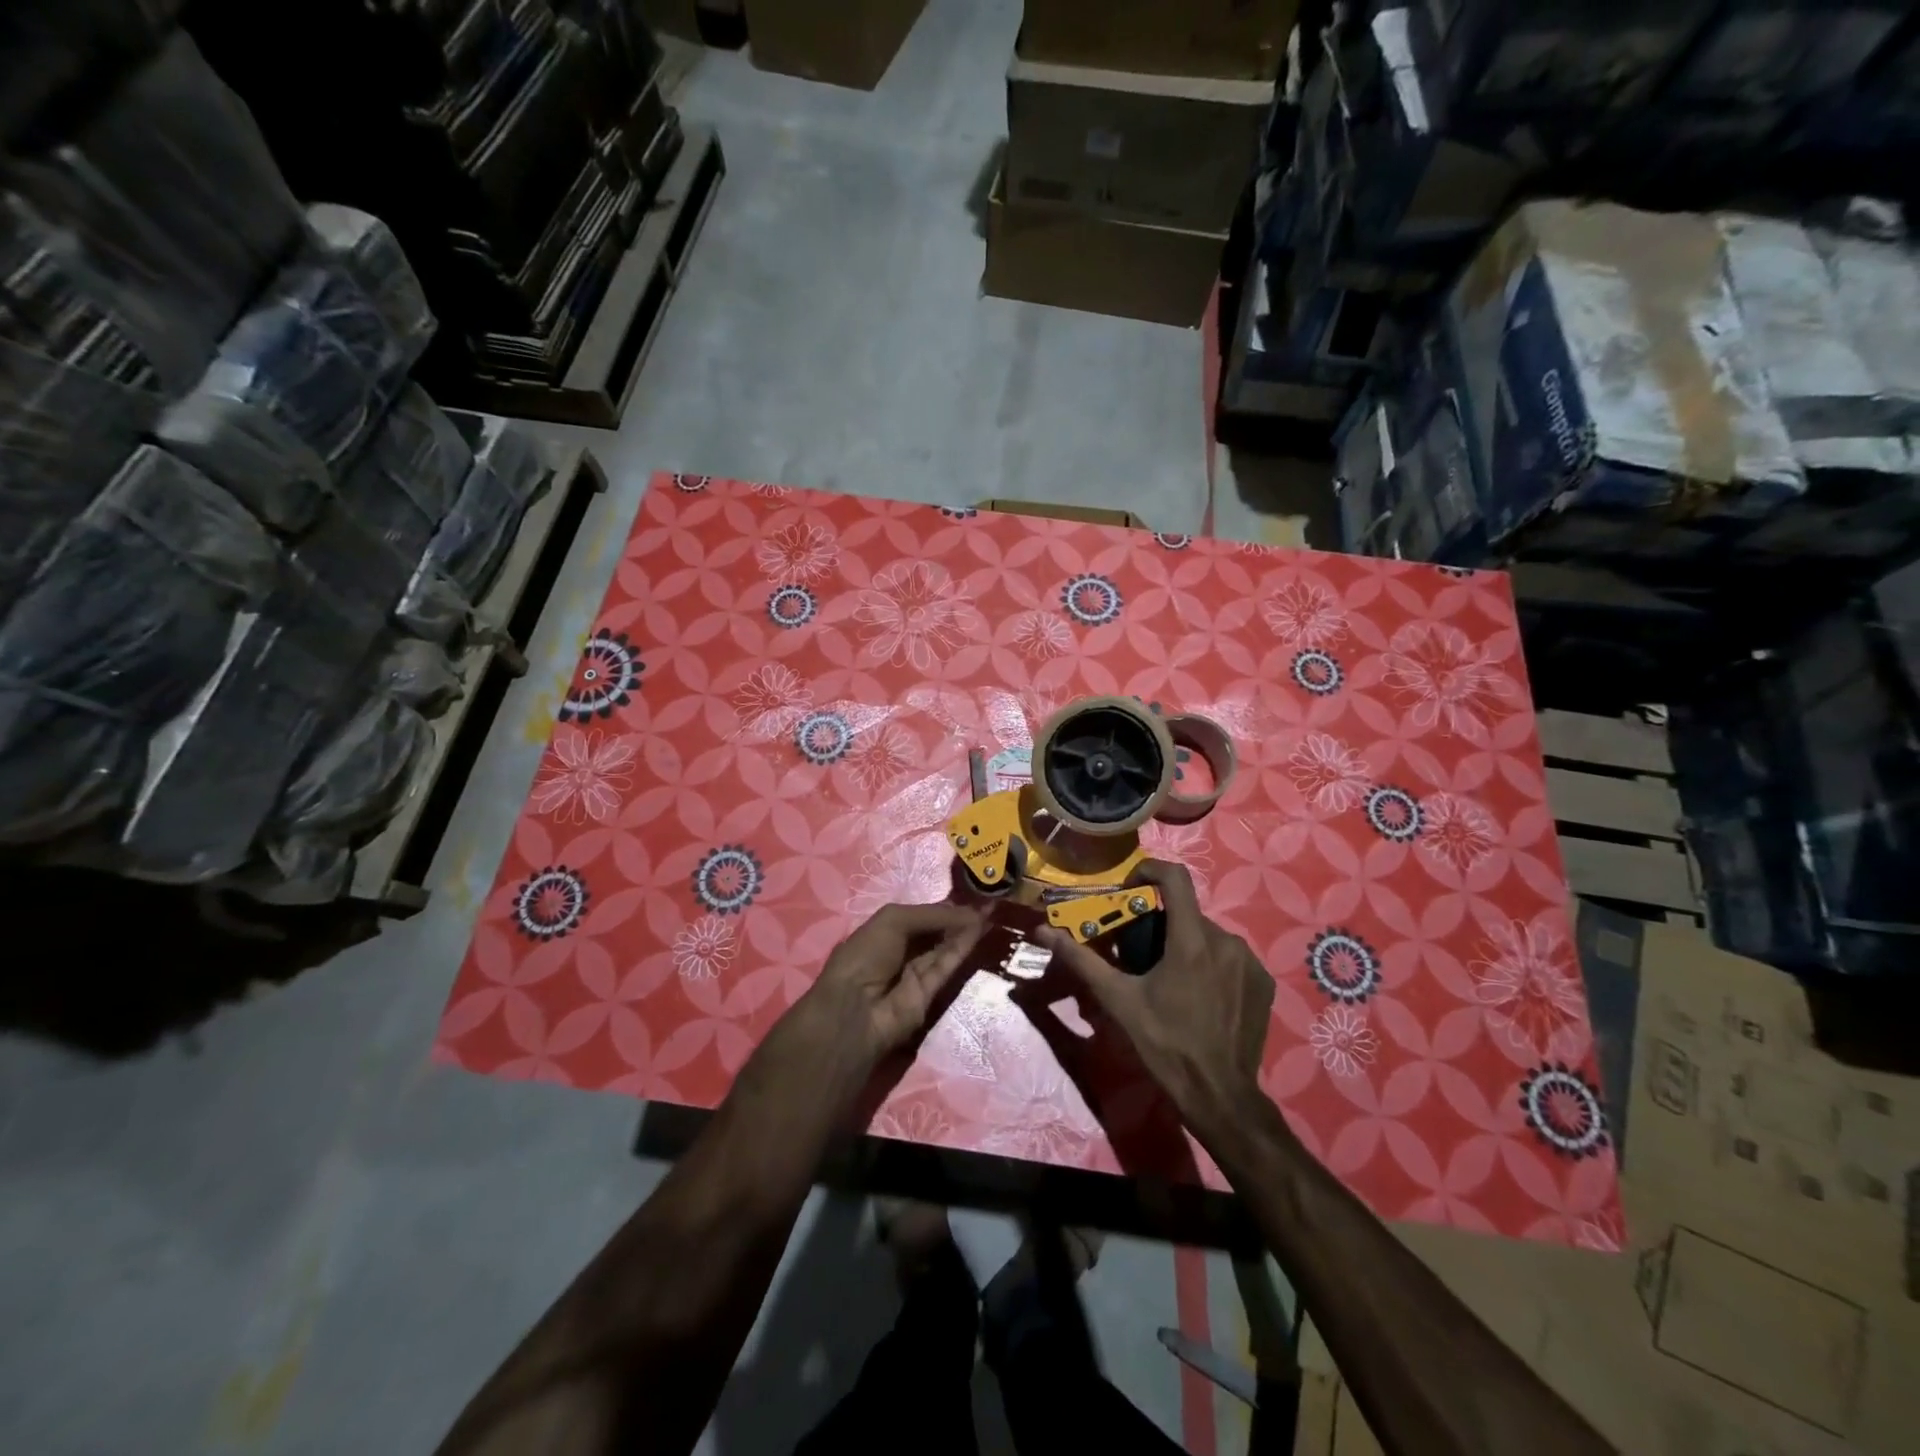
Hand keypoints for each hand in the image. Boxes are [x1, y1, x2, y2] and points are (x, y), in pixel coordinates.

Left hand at [750, 903, 985, 1105]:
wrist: (857, 1009)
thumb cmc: (867, 954)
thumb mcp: (893, 920)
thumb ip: (932, 914)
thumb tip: (969, 912)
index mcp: (884, 931)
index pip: (920, 915)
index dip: (943, 906)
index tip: (970, 895)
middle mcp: (901, 950)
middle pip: (935, 931)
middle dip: (959, 917)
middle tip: (987, 902)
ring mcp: (916, 973)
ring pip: (945, 947)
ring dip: (965, 930)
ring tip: (990, 912)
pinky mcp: (931, 993)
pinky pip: (948, 965)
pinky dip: (963, 948)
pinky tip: (979, 930)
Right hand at [1035, 862, 1274, 1151]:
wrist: (1219, 1095)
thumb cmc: (1164, 1044)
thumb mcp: (1118, 1001)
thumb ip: (1082, 960)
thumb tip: (1043, 932)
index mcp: (1192, 941)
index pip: (1176, 878)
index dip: (1150, 870)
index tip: (1131, 886)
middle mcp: (1227, 942)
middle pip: (1188, 913)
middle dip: (1162, 923)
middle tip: (1141, 953)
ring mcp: (1250, 962)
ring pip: (1209, 935)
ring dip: (1187, 945)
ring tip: (1170, 979)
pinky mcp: (1264, 982)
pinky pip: (1231, 957)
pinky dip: (1212, 964)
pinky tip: (1200, 995)